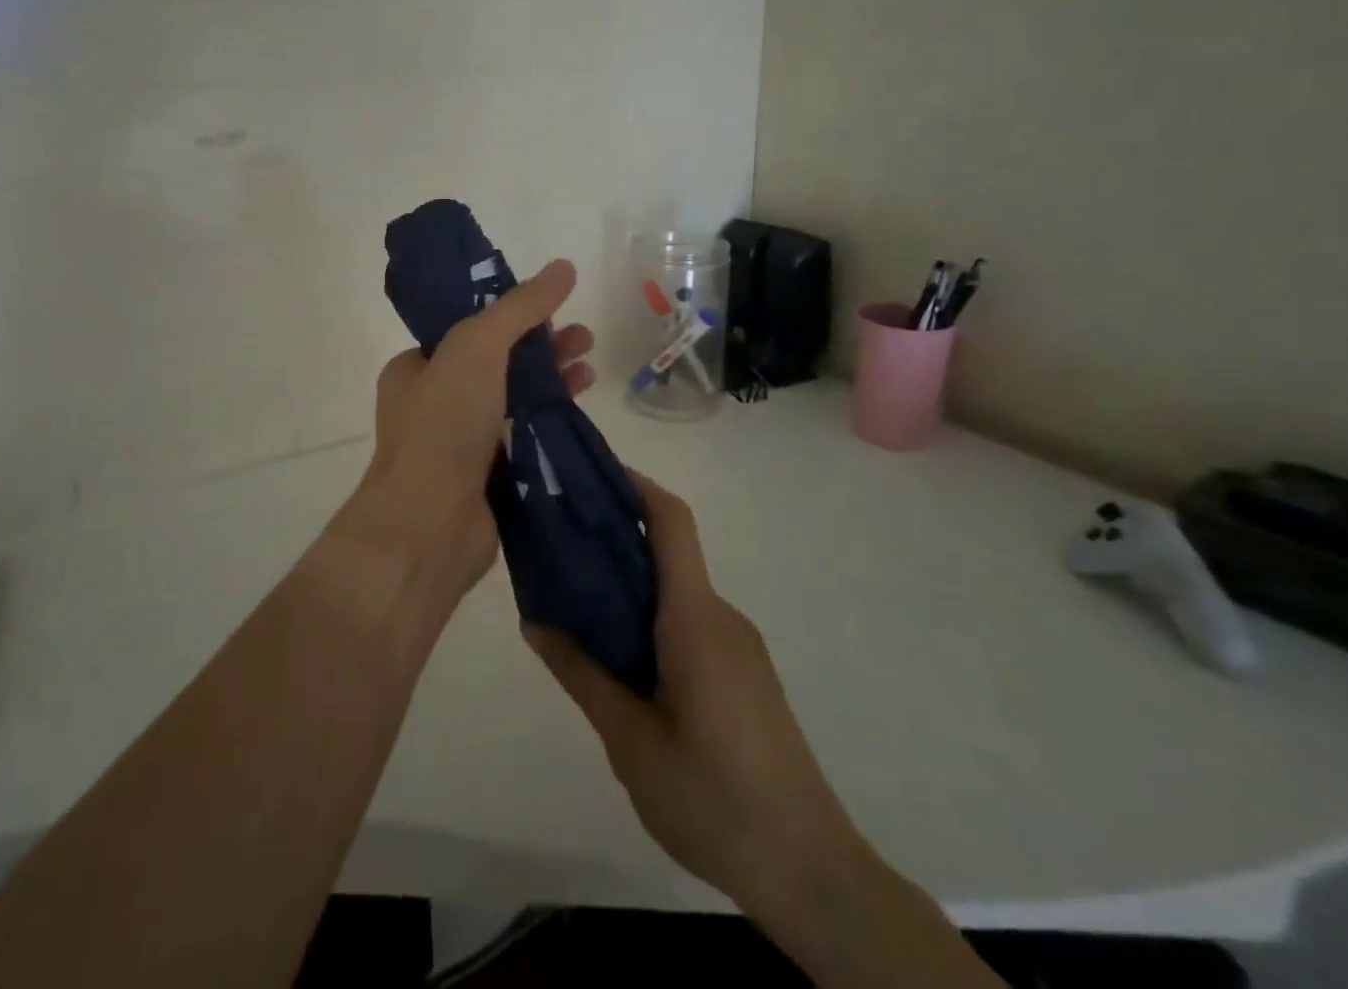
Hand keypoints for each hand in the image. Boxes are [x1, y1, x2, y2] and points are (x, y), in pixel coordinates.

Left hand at [339, 259, 593, 602]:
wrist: (429, 526)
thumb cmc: (443, 425)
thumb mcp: (476, 347)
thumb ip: (520, 307)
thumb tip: (563, 266)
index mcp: (415, 368)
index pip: (467, 330)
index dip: (510, 315)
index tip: (551, 308)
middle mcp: (433, 403)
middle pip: (496, 363)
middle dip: (541, 347)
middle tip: (584, 338)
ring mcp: (459, 443)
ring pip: (512, 401)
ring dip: (551, 382)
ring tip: (591, 368)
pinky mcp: (485, 478)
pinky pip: (521, 439)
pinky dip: (549, 422)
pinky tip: (581, 411)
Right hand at [523, 473, 869, 920]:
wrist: (813, 874)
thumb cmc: (714, 798)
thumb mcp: (630, 741)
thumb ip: (581, 674)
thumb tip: (534, 621)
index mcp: (695, 619)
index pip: (671, 522)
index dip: (634, 484)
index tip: (587, 473)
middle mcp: (721, 617)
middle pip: (666, 554)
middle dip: (613, 539)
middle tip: (556, 546)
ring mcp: (738, 647)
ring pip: (675, 593)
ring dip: (628, 586)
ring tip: (574, 605)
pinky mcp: (744, 676)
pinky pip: (690, 625)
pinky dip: (650, 619)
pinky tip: (619, 660)